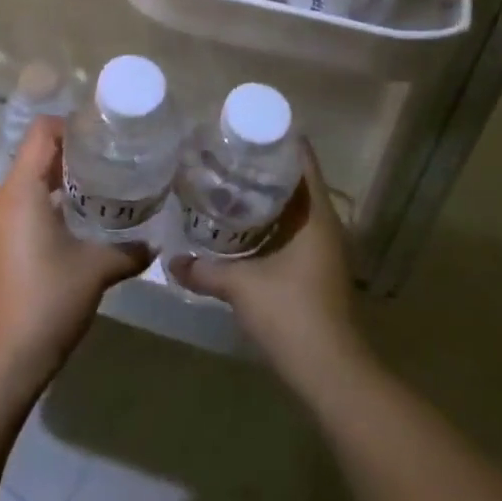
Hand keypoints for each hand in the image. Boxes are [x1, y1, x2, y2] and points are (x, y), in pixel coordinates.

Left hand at [0, 116, 149, 400]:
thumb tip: (156, 242)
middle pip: (32, 156)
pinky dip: (41, 204)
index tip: (101, 135)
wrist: (3, 360)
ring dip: (55, 182)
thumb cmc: (49, 301)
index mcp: (20, 191)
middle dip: (69, 155)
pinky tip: (69, 224)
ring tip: (94, 191)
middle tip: (107, 162)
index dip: (70, 125)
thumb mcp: (96, 270)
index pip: (41, 133)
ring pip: (24, 183)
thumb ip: (129, 249)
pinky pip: (16, 207)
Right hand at [169, 139, 368, 400]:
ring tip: (226, 183)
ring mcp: (324, 249)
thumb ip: (204, 270)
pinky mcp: (317, 269)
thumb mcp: (241, 287)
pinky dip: (270, 222)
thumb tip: (169, 260)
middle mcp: (325, 224)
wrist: (331, 373)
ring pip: (294, 207)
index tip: (244, 127)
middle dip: (263, 166)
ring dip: (266, 196)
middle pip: (296, 180)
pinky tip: (240, 226)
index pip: (302, 159)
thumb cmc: (292, 315)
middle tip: (225, 154)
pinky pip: (293, 230)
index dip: (277, 138)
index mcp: (316, 215)